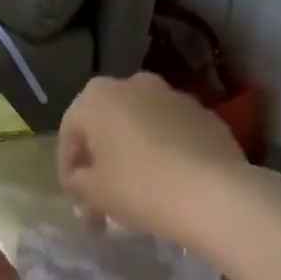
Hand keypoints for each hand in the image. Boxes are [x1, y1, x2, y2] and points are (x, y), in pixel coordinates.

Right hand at [57, 74, 247, 248]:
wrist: (212, 192)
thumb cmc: (138, 187)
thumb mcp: (93, 192)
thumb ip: (78, 181)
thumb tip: (81, 179)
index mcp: (97, 96)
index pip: (70, 132)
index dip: (67, 166)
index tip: (74, 195)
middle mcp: (134, 84)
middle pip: (107, 121)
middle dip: (101, 153)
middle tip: (101, 188)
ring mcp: (174, 96)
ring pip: (142, 123)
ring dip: (134, 149)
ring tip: (137, 186)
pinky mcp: (205, 114)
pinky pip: (173, 132)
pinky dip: (165, 150)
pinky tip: (169, 180)